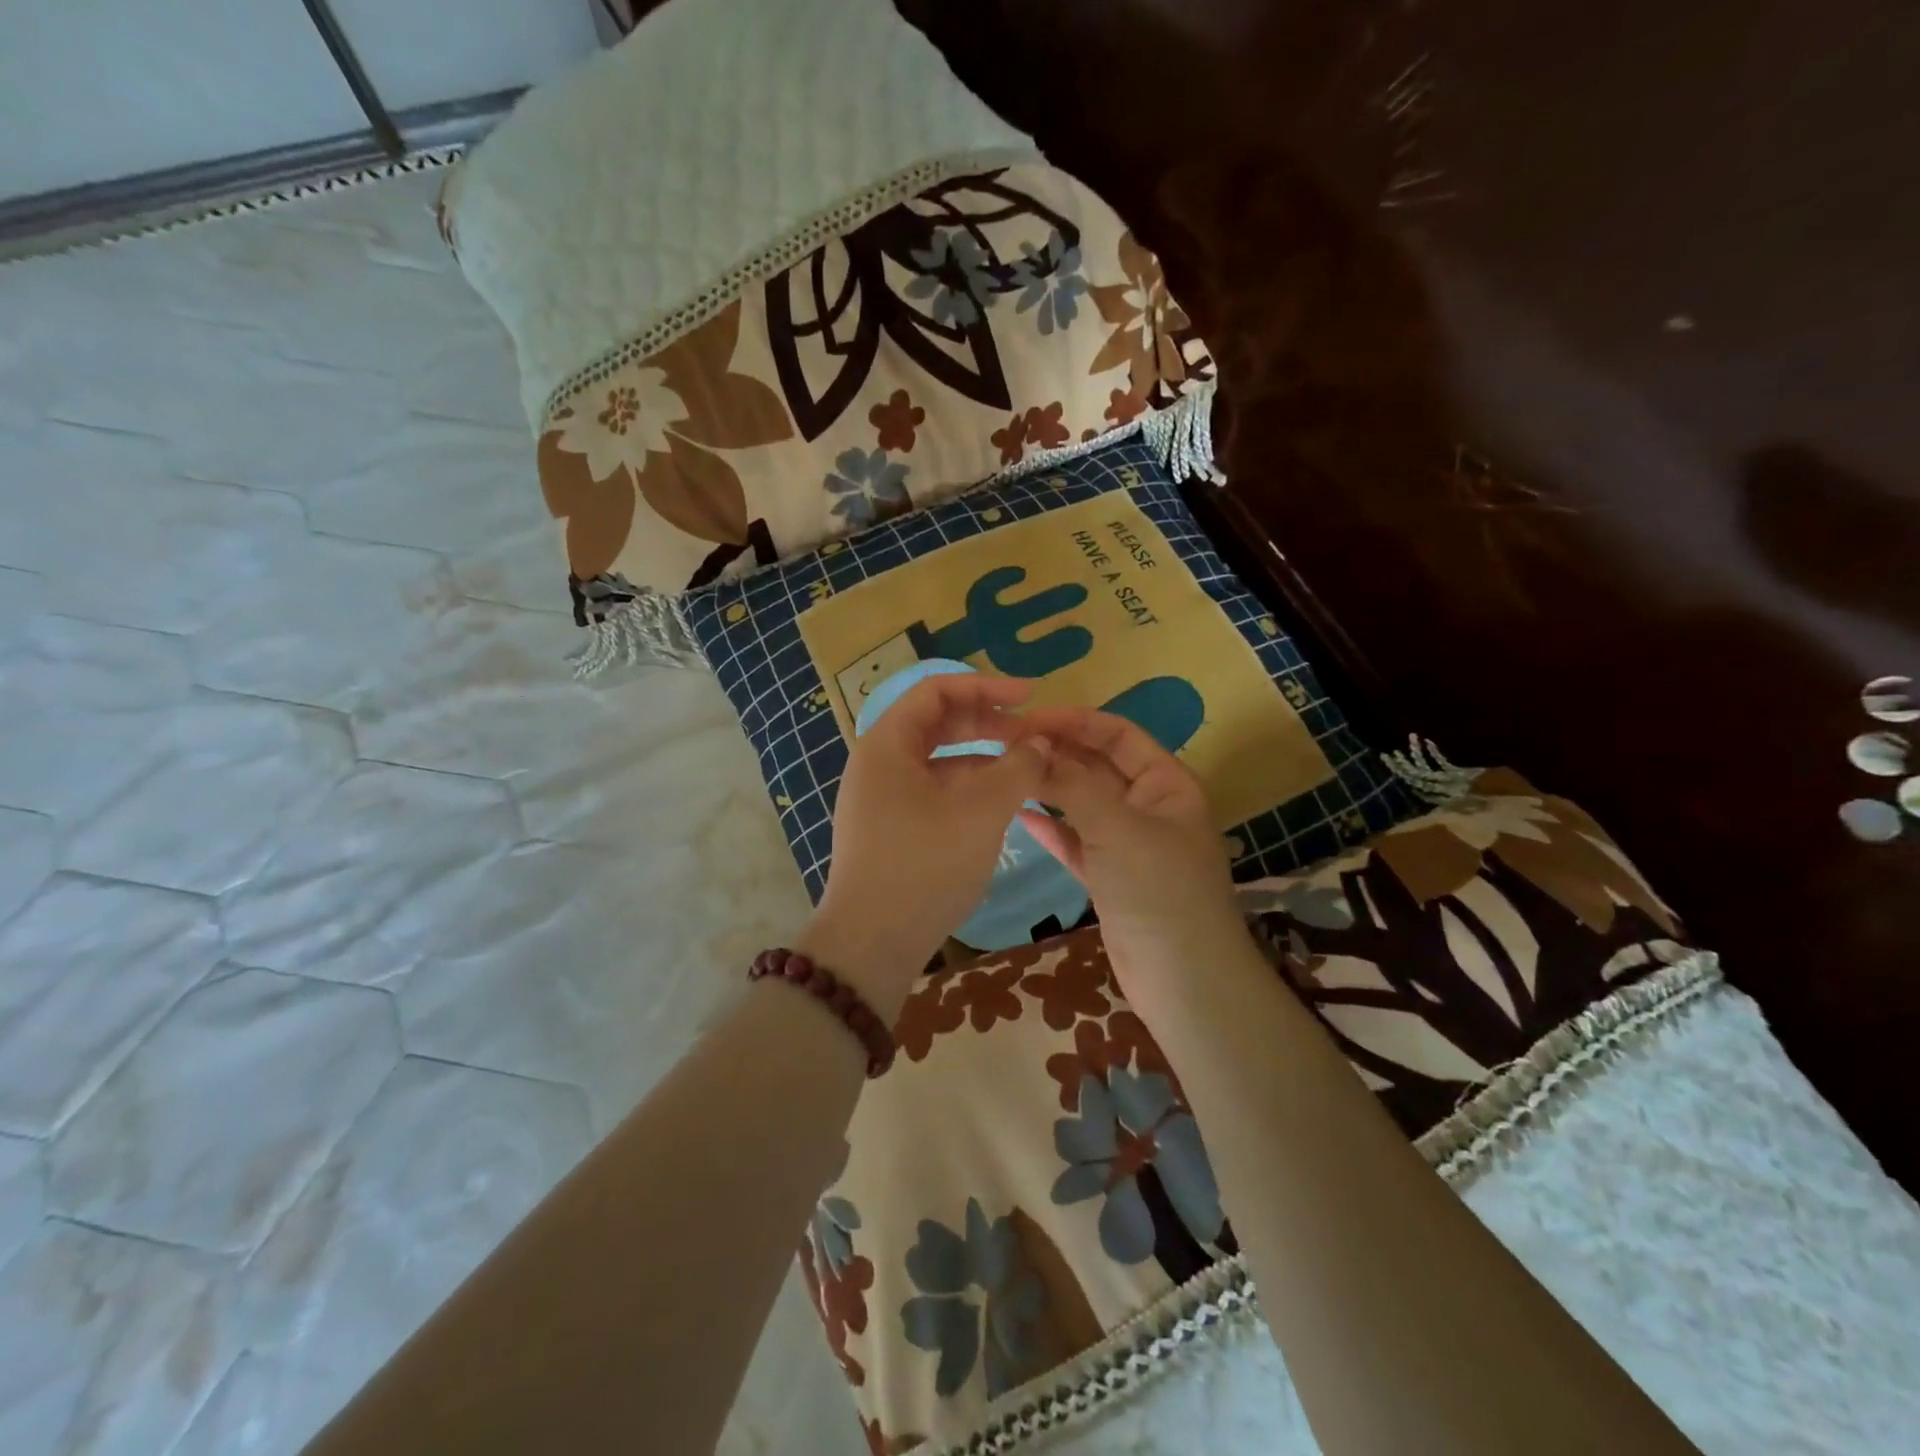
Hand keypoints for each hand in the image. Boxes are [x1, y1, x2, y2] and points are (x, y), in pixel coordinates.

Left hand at [798, 675, 1051, 1019]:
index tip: (1030, 696)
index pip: (937, 691)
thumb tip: (1039, 744)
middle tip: (1033, 735)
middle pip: (937, 724)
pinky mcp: (890, 829)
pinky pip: (933, 792)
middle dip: (987, 723)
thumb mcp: (980, 813)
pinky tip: (999, 805)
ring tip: (1026, 771)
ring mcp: (881, 798)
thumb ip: (1017, 769)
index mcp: (887, 744)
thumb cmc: (924, 867)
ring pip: (938, 761)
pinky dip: (967, 790)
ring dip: (981, 759)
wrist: (871, 945)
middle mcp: (878, 763)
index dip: (986, 687)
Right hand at [1016, 706, 1248, 1007]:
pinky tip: (1019, 815)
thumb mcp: (1117, 827)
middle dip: (1057, 753)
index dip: (1075, 721)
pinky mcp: (1109, 877)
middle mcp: (1148, 806)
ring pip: (1082, 804)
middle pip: (1097, 766)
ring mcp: (1128, 844)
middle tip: (1006, 744)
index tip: (1028, 718)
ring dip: (1049, 788)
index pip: (1118, 735)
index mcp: (1166, 783)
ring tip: (1006, 772)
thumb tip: (1034, 749)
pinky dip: (1051, 829)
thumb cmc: (1159, 889)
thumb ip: (1073, 785)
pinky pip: (1075, 841)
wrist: (1183, 979)